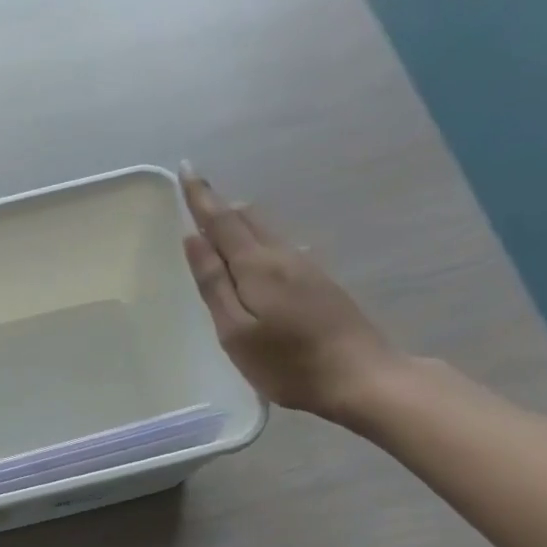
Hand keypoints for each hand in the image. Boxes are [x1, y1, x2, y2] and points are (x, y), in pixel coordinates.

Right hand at [180, 162, 400, 421]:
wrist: (362, 377)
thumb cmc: (287, 362)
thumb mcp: (236, 331)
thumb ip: (214, 284)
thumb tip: (193, 238)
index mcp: (257, 265)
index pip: (221, 220)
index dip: (200, 196)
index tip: (185, 169)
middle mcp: (283, 256)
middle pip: (248, 219)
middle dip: (220, 206)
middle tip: (197, 197)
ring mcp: (307, 267)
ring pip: (267, 232)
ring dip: (240, 223)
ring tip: (220, 225)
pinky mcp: (321, 283)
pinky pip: (281, 248)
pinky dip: (259, 242)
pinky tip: (259, 257)